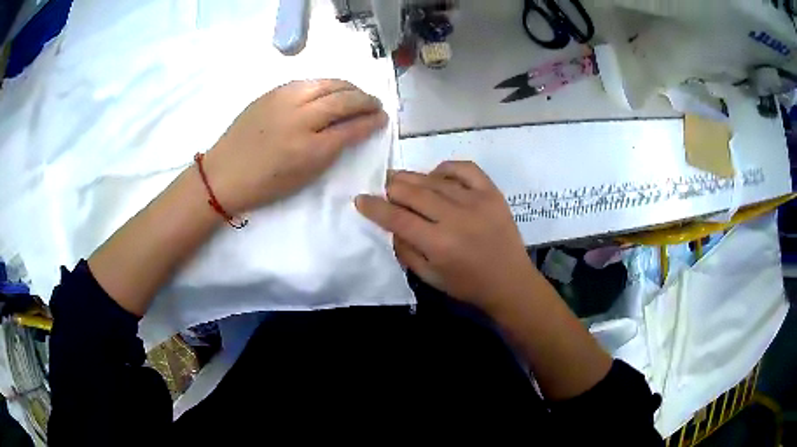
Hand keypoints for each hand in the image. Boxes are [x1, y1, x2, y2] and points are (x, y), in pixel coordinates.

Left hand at [204, 79, 387, 213]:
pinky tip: (331, 90)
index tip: (382, 119)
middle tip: (375, 104)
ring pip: (328, 84)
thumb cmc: (265, 185)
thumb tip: (352, 130)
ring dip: (349, 87)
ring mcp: (285, 101)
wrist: (224, 173)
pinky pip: (308, 82)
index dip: (372, 122)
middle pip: (344, 101)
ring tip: (357, 94)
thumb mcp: (304, 176)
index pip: (352, 128)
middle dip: (366, 101)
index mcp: (310, 150)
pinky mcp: (272, 92)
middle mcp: (301, 120)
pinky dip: (327, 84)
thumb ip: (331, 151)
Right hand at [355, 161, 537, 313]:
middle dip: (391, 188)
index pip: (397, 217)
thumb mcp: (428, 276)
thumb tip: (391, 223)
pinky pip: (464, 168)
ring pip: (434, 179)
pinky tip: (436, 175)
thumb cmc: (467, 284)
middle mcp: (455, 217)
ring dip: (412, 178)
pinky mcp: (492, 193)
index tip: (360, 199)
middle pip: (413, 192)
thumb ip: (405, 249)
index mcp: (438, 244)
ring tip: (401, 179)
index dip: (374, 207)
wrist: (510, 281)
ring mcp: (476, 201)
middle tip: (383, 188)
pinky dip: (445, 168)